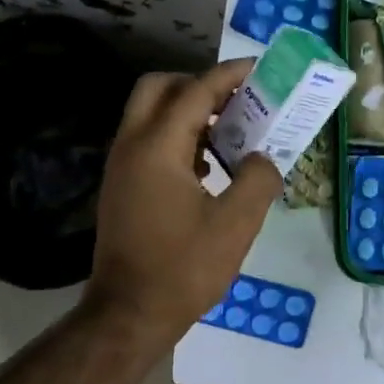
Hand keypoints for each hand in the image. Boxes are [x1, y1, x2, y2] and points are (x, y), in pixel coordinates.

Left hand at [85, 59, 281, 344]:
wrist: (129, 314)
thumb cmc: (184, 268)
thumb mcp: (236, 224)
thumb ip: (258, 179)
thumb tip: (262, 159)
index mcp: (157, 148)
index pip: (195, 91)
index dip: (229, 76)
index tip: (258, 70)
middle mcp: (131, 146)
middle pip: (159, 89)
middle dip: (198, 84)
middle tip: (235, 100)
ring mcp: (121, 167)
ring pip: (150, 115)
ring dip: (188, 112)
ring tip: (229, 133)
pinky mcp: (121, 187)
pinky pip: (148, 142)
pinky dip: (177, 138)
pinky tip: (208, 168)